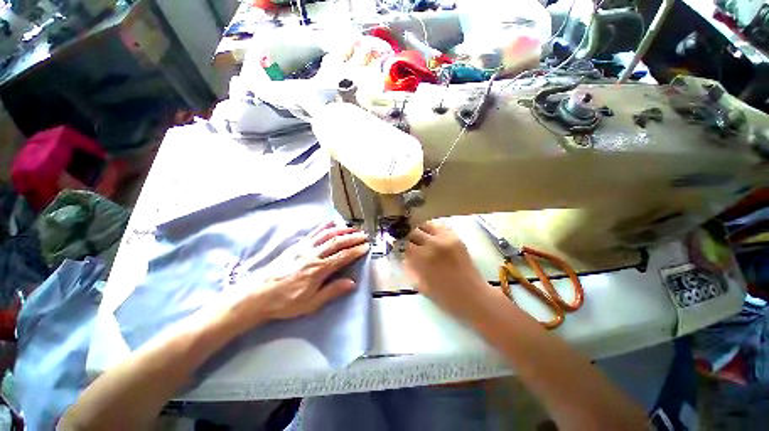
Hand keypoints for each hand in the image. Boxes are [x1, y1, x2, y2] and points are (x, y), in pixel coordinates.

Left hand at [233, 221, 368, 324]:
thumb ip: (332, 291)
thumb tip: (352, 283)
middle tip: (364, 235)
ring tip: (353, 228)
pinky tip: (332, 223)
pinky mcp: (297, 246)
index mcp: (317, 270)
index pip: (342, 256)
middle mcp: (312, 255)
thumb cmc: (285, 302)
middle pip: (337, 242)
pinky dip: (325, 226)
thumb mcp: (310, 303)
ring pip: (327, 235)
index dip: (356, 250)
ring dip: (342, 230)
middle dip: (353, 238)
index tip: (366, 247)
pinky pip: (313, 233)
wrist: (257, 295)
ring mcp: (304, 248)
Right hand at [404, 221, 493, 320]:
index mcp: (423, 258)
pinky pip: (440, 227)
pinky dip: (433, 229)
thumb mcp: (422, 285)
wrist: (474, 297)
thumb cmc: (446, 297)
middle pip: (414, 231)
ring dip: (420, 230)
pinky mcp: (456, 238)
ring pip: (426, 225)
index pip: (405, 243)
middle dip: (408, 236)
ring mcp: (446, 239)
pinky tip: (432, 236)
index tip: (397, 246)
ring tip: (419, 237)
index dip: (399, 244)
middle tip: (407, 241)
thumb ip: (411, 268)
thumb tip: (404, 256)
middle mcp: (433, 244)